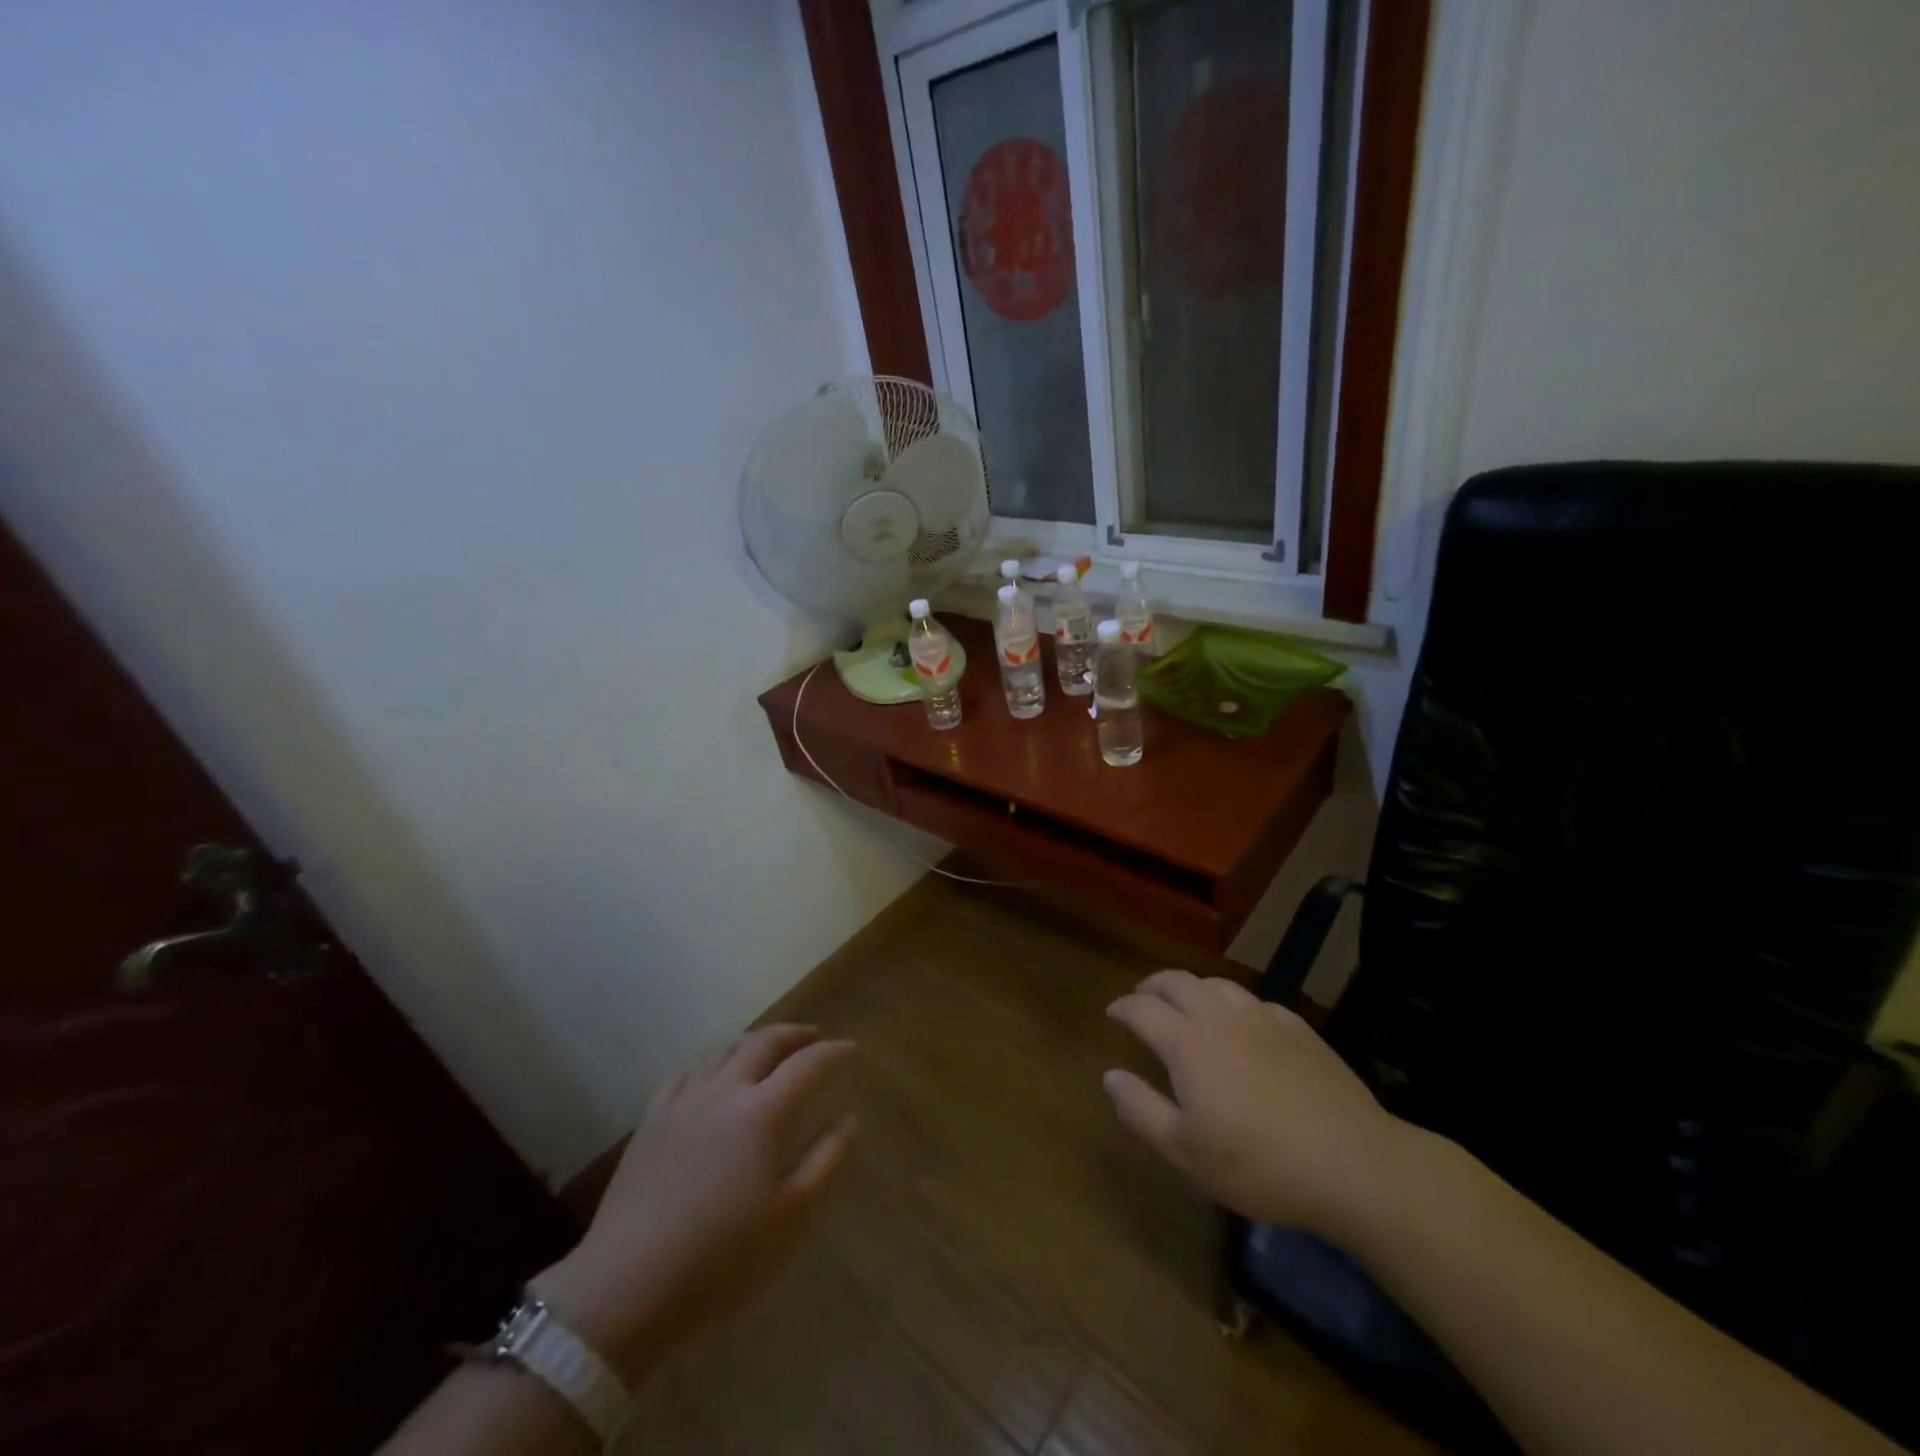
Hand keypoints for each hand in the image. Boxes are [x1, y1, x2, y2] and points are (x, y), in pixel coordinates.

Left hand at [532, 1025, 856, 1382]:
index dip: (832, 1053)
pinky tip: (711, 1075)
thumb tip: (848, 1119)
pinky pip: (685, 1073)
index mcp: (762, 1112)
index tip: (850, 1048)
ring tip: (767, 1048)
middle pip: (763, 1043)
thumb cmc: (721, 1259)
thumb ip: (824, 1161)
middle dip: (793, 1034)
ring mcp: (682, 1103)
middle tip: (812, 1036)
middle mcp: (723, 1091)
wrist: (626, 1288)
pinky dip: (710, 1063)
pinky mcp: (650, 1122)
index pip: (807, 1065)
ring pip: (722, 1051)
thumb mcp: (790, 1218)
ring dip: (752, 1042)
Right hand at [1103, 970, 1406, 1238]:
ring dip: (1192, 989)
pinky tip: (1242, 1025)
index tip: (1113, 1013)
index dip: (1123, 1007)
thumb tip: (1110, 1076)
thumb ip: (1141, 1110)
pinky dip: (1233, 1004)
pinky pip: (1254, 1000)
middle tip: (1143, 1000)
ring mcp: (1263, 1017)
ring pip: (1216, 984)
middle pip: (1177, 982)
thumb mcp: (1186, 1152)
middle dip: (1152, 986)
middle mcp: (1220, 1017)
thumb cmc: (1259, 1165)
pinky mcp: (1298, 1027)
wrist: (1353, 1164)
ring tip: (1188, 1006)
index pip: (1142, 1008)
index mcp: (1187, 1043)